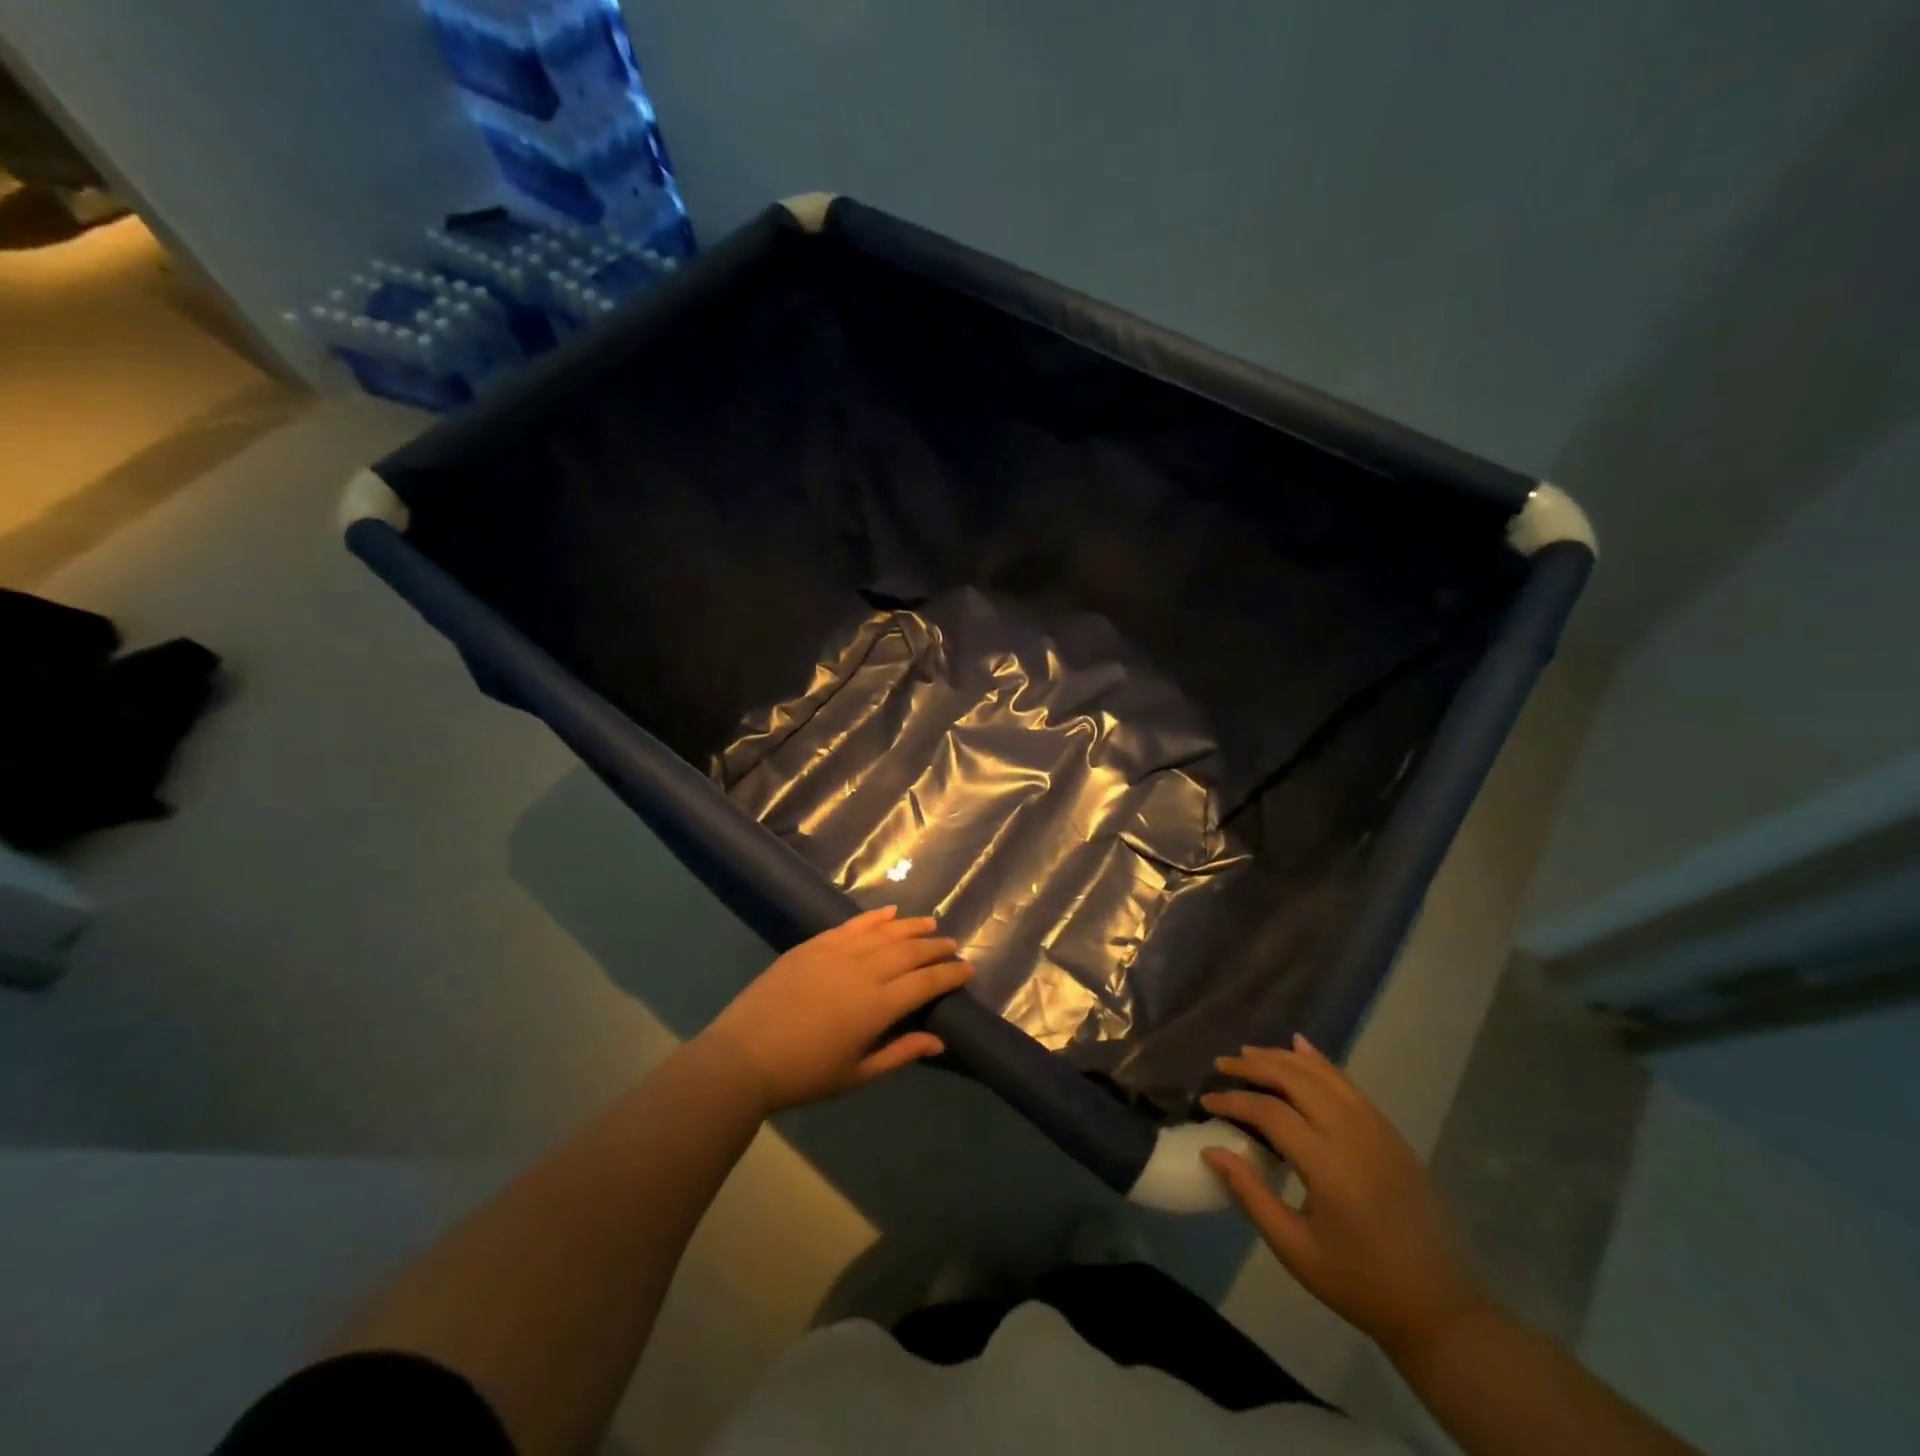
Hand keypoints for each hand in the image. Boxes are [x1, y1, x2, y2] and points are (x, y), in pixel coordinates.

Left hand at [700, 906, 973, 1113]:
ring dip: (911, 927)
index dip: (950, 974)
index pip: (926, 982)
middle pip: (910, 951)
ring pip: (885, 932)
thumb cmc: (803, 1075)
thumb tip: (939, 1040)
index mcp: (879, 1006)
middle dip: (935, 947)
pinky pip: (852, 925)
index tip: (967, 969)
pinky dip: (874, 917)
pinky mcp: (814, 945)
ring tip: (930, 924)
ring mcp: (837, 952)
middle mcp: (864, 971)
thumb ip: (900, 1053)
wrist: (743, 1058)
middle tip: (952, 945)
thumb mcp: (856, 1075)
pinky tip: (890, 912)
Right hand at [1200, 1036, 1486, 1358]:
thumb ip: (1250, 1194)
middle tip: (1222, 1066)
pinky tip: (1300, 1048)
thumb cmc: (1358, 1282)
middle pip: (1296, 1080)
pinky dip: (1320, 1062)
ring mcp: (1377, 1129)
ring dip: (1283, 1058)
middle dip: (1254, 1066)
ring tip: (1250, 1054)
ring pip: (1323, 1074)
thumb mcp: (1295, 1249)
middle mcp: (1353, 1135)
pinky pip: (1349, 1084)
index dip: (1233, 1101)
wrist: (1439, 1308)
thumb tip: (1210, 1150)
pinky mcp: (1391, 1133)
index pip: (1270, 1112)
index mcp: (1328, 1166)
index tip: (1205, 1102)